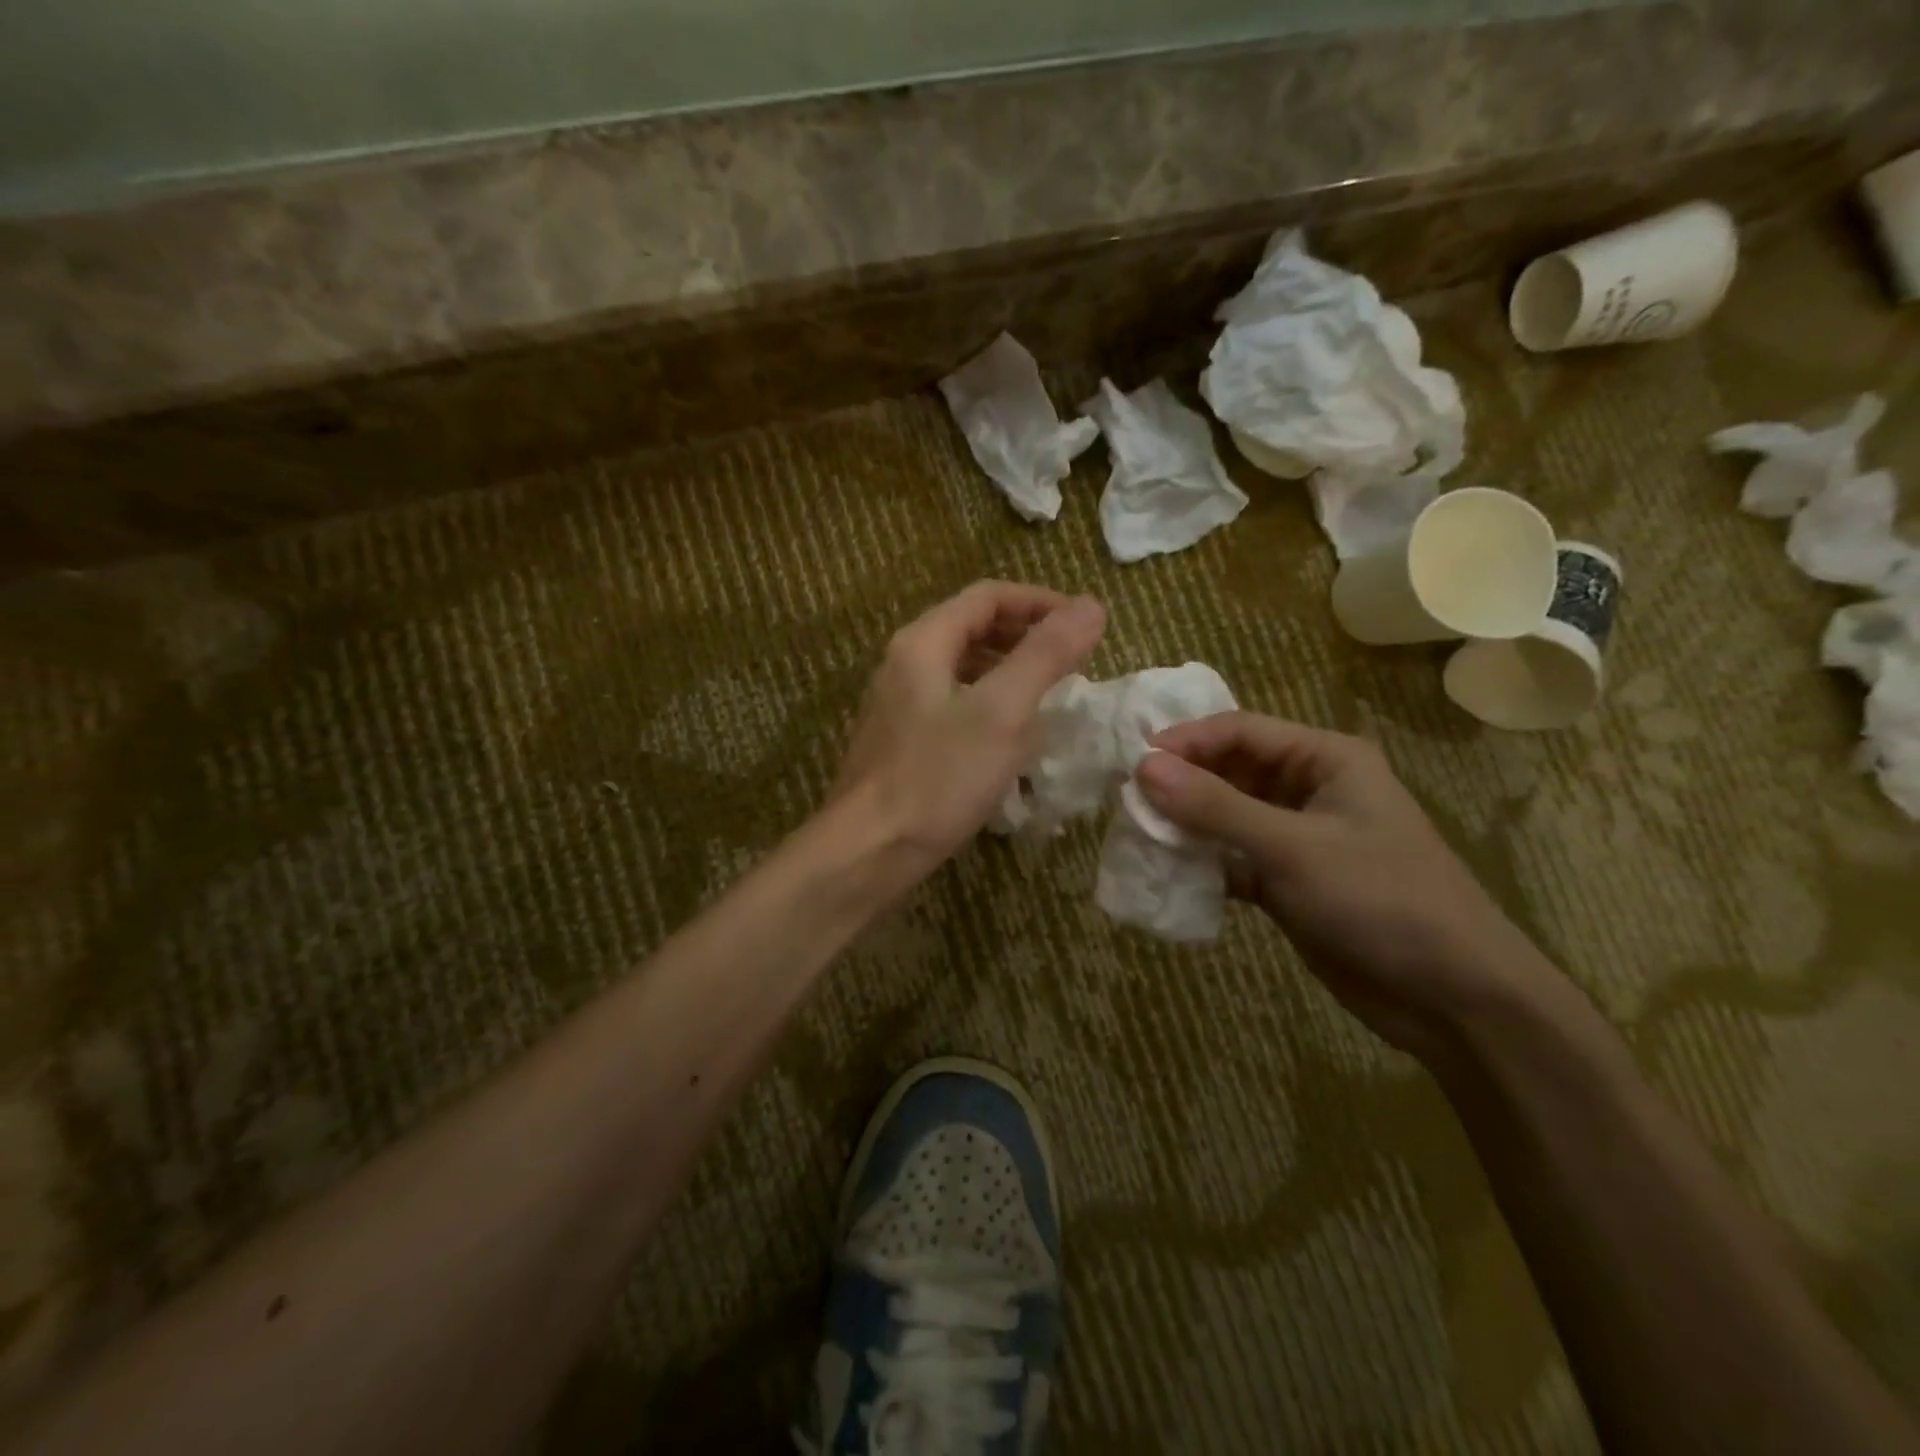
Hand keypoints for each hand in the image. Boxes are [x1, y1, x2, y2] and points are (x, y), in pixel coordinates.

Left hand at [831, 581, 1106, 875]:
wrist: (869, 851)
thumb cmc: (938, 778)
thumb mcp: (1002, 712)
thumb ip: (1045, 654)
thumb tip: (1091, 605)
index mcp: (923, 643)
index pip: (987, 597)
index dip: (1040, 602)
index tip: (1083, 626)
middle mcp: (904, 663)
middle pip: (972, 627)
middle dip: (1026, 635)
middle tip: (1071, 660)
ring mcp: (897, 703)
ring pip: (962, 668)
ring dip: (1009, 670)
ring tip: (1049, 694)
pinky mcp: (900, 740)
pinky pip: (952, 703)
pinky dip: (988, 703)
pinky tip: (1010, 735)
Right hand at [1135, 713, 1557, 1055]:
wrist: (1452, 998)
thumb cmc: (1380, 900)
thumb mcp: (1293, 848)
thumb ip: (1215, 807)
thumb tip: (1142, 768)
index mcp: (1325, 759)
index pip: (1241, 731)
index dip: (1186, 741)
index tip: (1133, 762)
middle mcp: (1308, 789)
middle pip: (1230, 771)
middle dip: (1181, 783)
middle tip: (1126, 799)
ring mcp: (1297, 838)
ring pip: (1226, 816)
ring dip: (1186, 824)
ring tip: (1136, 832)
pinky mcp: (1288, 881)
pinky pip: (1232, 858)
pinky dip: (1202, 863)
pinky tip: (1166, 871)